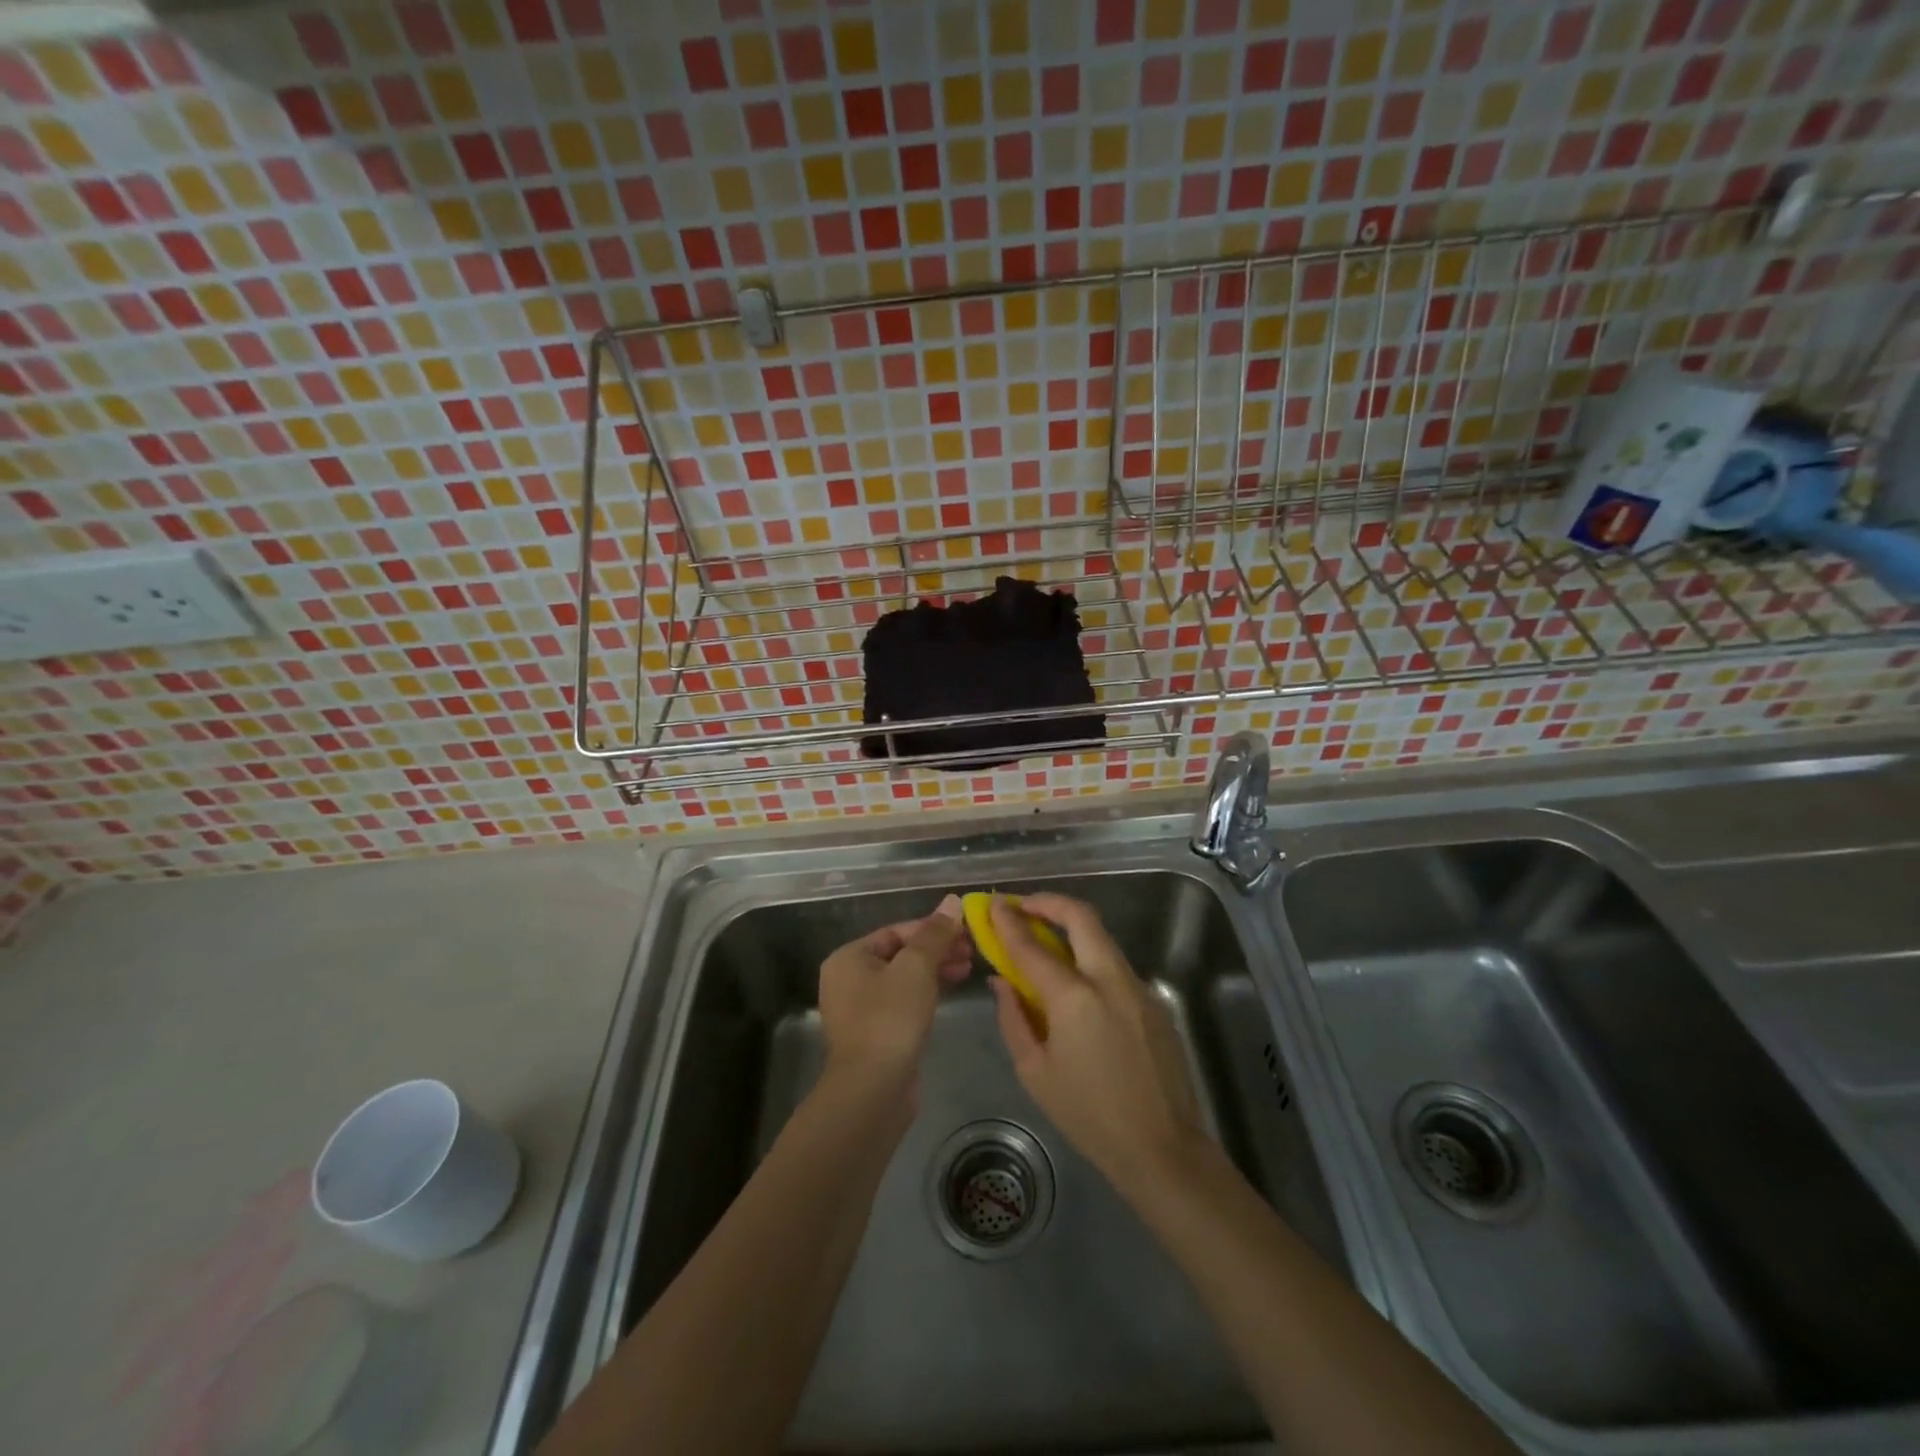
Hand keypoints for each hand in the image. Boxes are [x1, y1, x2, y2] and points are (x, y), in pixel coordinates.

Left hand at [818, 894, 970, 1094]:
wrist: (873, 1090)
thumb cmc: (890, 1018)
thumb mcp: (916, 968)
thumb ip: (935, 934)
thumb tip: (952, 901)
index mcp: (849, 957)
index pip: (896, 931)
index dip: (932, 928)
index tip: (965, 930)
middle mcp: (849, 979)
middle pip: (900, 954)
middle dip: (936, 950)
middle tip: (971, 949)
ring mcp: (861, 1009)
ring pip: (904, 979)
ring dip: (935, 970)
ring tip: (968, 968)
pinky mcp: (876, 1034)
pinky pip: (904, 1002)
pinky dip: (927, 993)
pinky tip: (951, 990)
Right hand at [989, 893, 1206, 1195]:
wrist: (1162, 1148)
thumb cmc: (1088, 1116)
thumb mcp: (1035, 1072)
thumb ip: (1013, 1018)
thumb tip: (1002, 981)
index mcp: (1075, 999)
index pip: (1032, 947)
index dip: (1008, 922)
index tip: (993, 905)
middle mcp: (1110, 980)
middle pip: (1081, 917)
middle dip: (1049, 903)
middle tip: (1024, 907)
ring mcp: (1139, 988)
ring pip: (1102, 939)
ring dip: (1072, 930)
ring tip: (1045, 942)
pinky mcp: (1155, 1002)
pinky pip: (1116, 967)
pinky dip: (1091, 960)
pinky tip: (1078, 987)